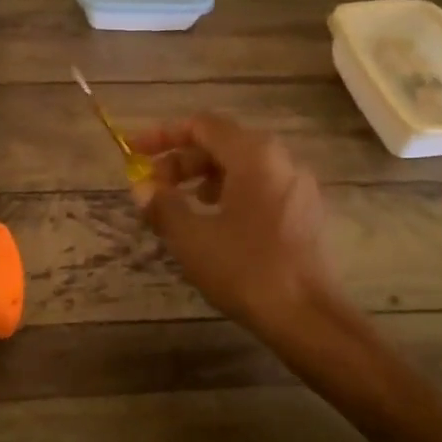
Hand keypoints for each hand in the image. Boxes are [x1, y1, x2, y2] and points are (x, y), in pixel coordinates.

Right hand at [129, 115, 342, 338]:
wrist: (307, 316)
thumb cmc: (245, 269)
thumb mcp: (191, 238)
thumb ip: (162, 206)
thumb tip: (143, 188)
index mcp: (254, 155)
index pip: (202, 125)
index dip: (163, 135)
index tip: (135, 152)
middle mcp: (280, 159)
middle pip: (222, 143)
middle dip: (182, 160)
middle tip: (153, 187)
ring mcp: (297, 185)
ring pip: (242, 166)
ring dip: (204, 177)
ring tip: (180, 203)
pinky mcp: (305, 211)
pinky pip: (260, 186)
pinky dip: (229, 192)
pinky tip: (214, 221)